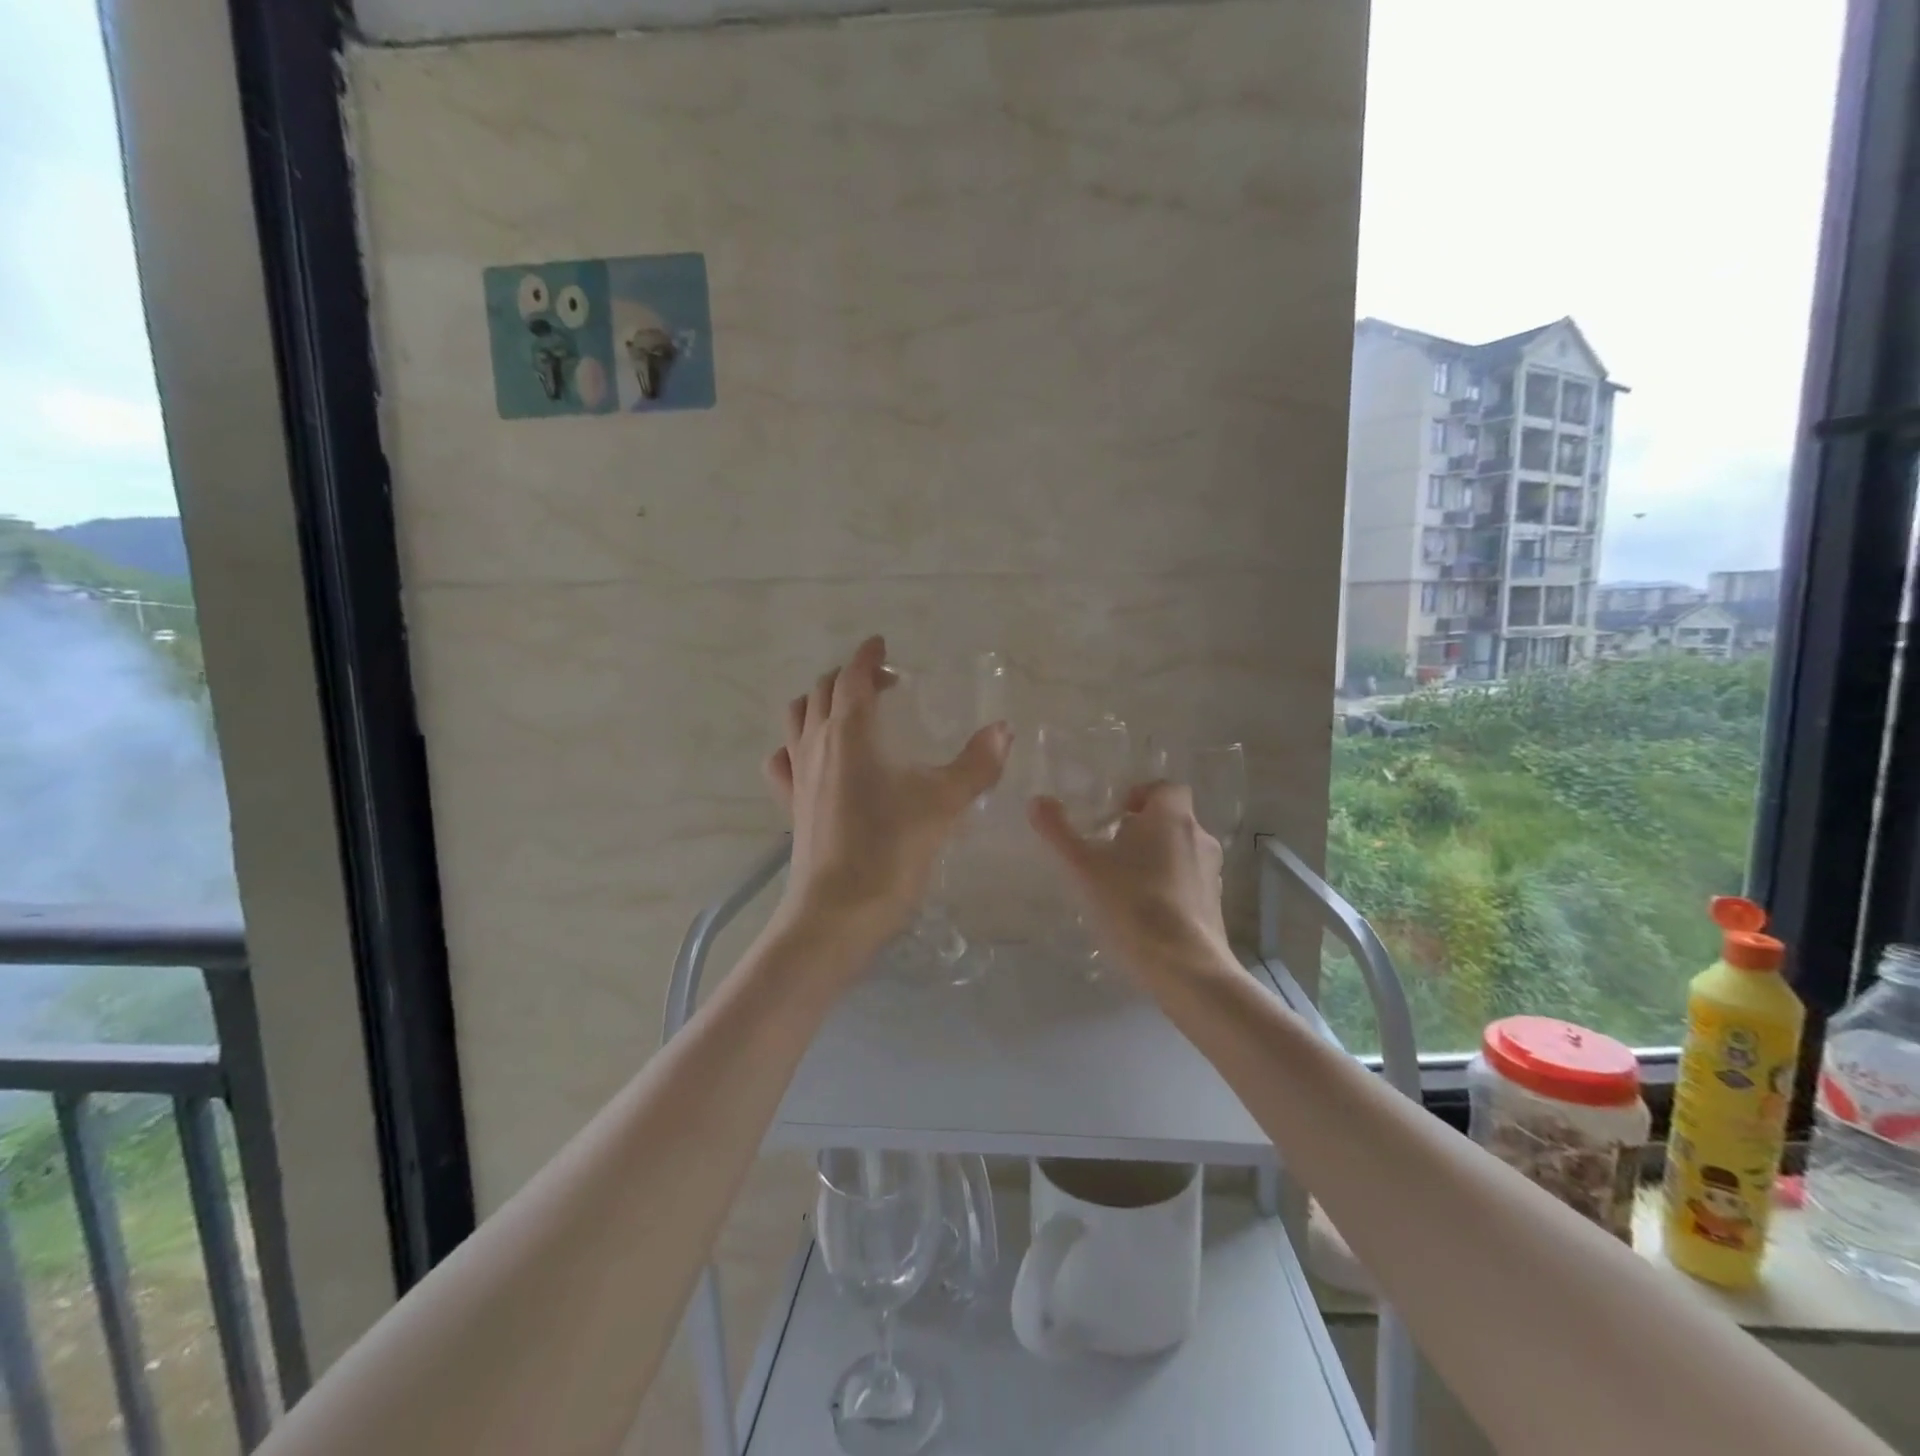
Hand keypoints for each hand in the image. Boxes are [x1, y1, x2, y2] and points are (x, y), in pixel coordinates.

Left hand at [765, 636, 1011, 961]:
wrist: (837, 912)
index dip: (868, 656)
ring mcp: (797, 774)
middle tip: (883, 685)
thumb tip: (1003, 729)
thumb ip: (976, 764)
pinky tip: (816, 759)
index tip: (882, 645)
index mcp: (850, 731)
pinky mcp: (791, 804)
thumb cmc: (890, 850)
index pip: (853, 675)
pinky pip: (784, 758)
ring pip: (798, 717)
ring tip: (851, 714)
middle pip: (823, 690)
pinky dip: (797, 744)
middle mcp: (816, 743)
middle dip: (850, 676)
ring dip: (821, 702)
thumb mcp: (943, 804)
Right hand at [1030, 781, 1230, 979]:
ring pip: (1182, 852)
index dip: (1142, 795)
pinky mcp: (1216, 905)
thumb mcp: (1084, 867)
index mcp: (1171, 818)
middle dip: (1144, 830)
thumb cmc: (1132, 905)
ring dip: (1158, 859)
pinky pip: (1190, 883)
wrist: (1184, 967)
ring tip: (1125, 884)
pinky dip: (1171, 887)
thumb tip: (1037, 800)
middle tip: (1111, 850)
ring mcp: (1212, 873)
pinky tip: (1145, 913)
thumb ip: (1058, 831)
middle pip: (1172, 820)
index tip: (1116, 815)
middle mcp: (1198, 837)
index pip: (1165, 788)